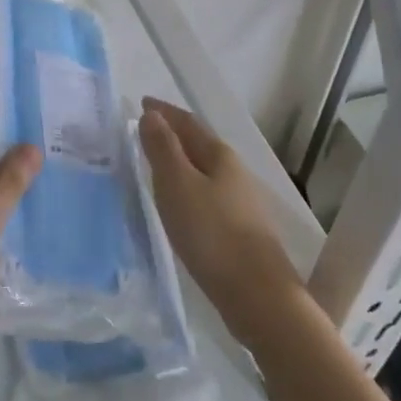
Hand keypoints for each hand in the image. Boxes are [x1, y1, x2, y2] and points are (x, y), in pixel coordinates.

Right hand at [138, 97, 305, 346]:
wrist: (258, 296)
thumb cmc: (212, 234)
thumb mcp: (177, 185)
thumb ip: (163, 148)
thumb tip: (152, 115)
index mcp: (219, 155)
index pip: (187, 122)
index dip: (164, 111)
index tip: (142, 103)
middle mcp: (233, 172)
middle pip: (198, 143)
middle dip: (172, 134)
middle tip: (143, 130)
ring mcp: (239, 202)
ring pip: (203, 170)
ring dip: (179, 161)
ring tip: (155, 164)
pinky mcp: (237, 229)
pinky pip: (205, 193)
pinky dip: (186, 186)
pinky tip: (178, 202)